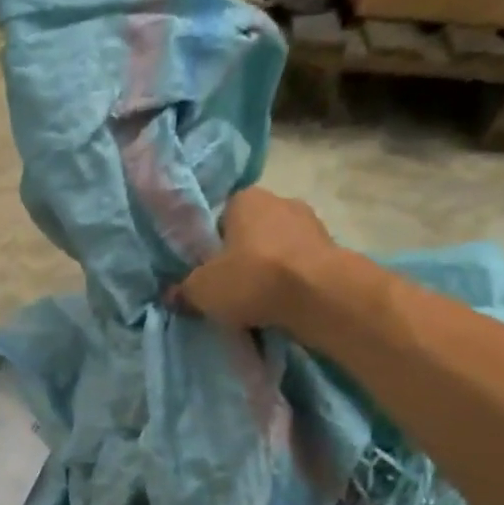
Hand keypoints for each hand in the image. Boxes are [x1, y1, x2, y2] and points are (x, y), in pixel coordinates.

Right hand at [179, 187, 338, 330]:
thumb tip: (170, 295)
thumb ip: (183, 290)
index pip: (220, 218)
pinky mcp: (332, 251)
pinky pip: (298, 268)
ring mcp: (311, 224)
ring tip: (256, 304)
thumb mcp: (202, 289)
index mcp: (246, 198)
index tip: (207, 273)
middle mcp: (280, 200)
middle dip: (241, 259)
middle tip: (229, 291)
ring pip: (277, 251)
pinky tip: (280, 306)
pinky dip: (289, 284)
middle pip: (250, 234)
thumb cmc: (252, 278)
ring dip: (268, 272)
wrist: (318, 295)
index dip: (210, 246)